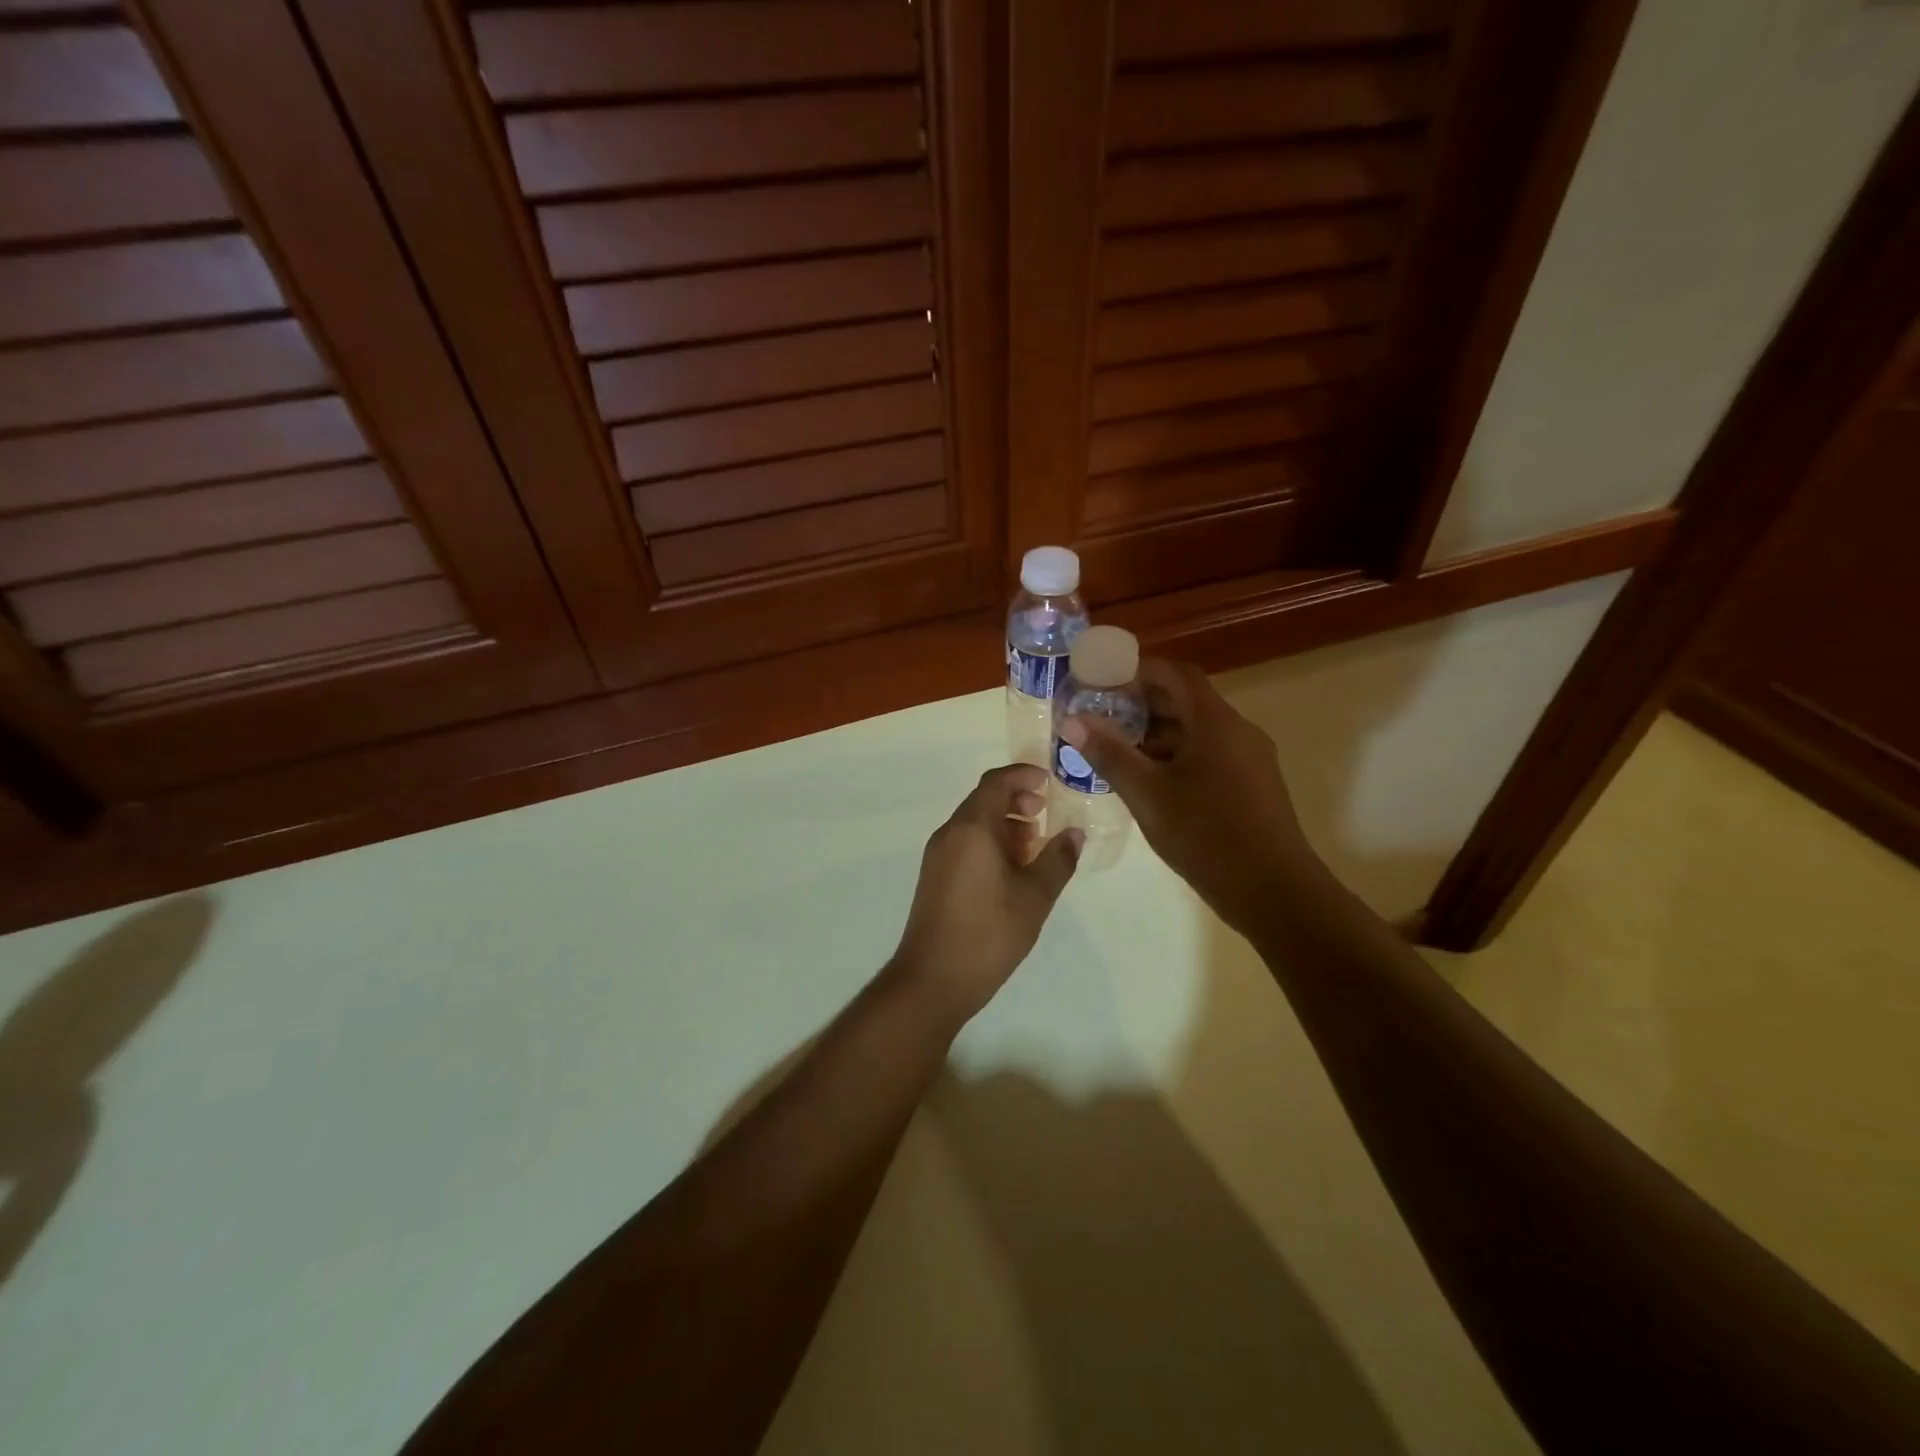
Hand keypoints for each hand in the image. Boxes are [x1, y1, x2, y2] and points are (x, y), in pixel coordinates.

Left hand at [889, 765, 1081, 1024]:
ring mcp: (937, 855)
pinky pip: (964, 842)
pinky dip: (989, 842)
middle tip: (1045, 815)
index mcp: (972, 828)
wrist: (933, 979)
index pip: (996, 782)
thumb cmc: (989, 932)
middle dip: (1016, 800)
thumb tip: (1074, 833)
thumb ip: (1058, 859)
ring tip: (1034, 846)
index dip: (1023, 776)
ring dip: (1004, 823)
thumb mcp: (1035, 896)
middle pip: (983, 799)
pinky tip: (1011, 870)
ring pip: (973, 822)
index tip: (1050, 783)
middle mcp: (950, 833)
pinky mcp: (934, 876)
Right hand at [1059, 658, 1322, 937]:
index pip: (1175, 674)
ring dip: (1158, 733)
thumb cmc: (1206, 835)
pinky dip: (1178, 755)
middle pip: (1187, 700)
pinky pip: (1210, 754)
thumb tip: (1072, 720)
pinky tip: (1151, 782)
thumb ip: (1109, 753)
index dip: (1137, 671)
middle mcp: (1237, 730)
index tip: (1102, 683)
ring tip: (1118, 752)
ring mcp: (1250, 758)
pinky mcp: (1253, 785)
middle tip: (1102, 718)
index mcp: (1214, 722)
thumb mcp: (1147, 794)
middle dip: (1142, 705)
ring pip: (1198, 730)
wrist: (1274, 891)